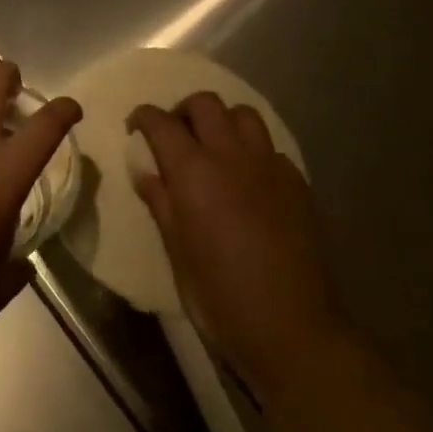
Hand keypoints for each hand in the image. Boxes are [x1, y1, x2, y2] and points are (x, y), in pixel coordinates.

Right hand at [128, 94, 350, 397]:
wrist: (291, 327)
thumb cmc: (219, 295)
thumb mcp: (176, 251)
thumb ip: (161, 202)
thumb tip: (146, 172)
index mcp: (193, 171)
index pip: (160, 122)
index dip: (143, 117)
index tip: (135, 129)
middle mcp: (231, 156)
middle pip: (205, 104)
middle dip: (183, 111)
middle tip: (175, 136)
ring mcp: (269, 167)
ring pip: (243, 115)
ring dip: (223, 122)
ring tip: (215, 148)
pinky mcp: (298, 184)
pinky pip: (270, 149)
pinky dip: (253, 152)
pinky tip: (249, 181)